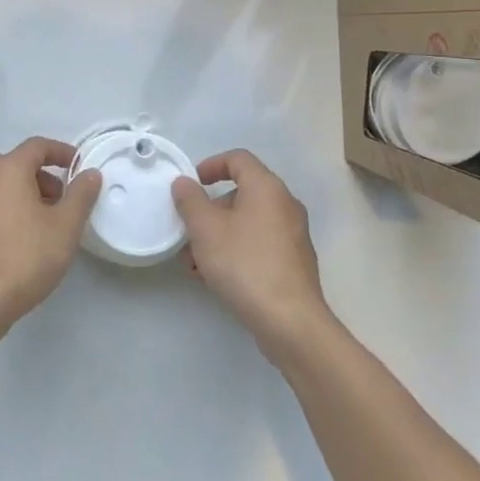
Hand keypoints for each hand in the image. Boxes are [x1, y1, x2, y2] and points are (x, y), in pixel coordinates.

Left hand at [0, 136, 102, 333]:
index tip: (81, 169)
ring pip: (8, 187)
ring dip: (32, 195)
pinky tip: (29, 240)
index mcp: (8, 169)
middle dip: (48, 177)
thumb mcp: (65, 225)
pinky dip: (16, 210)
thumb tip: (90, 174)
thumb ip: (81, 195)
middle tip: (66, 201)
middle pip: (21, 165)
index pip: (38, 146)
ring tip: (51, 224)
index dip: (63, 152)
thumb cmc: (27, 255)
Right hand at [173, 150, 331, 361]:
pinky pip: (259, 245)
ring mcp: (293, 235)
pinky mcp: (294, 263)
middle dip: (210, 211)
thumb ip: (190, 201)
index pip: (238, 159)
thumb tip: (184, 183)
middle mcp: (285, 205)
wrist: (290, 321)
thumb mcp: (205, 229)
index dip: (211, 165)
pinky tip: (216, 278)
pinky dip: (236, 251)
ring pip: (248, 223)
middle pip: (242, 193)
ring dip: (219, 236)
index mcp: (267, 188)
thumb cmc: (245, 264)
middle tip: (188, 233)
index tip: (192, 185)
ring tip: (195, 264)